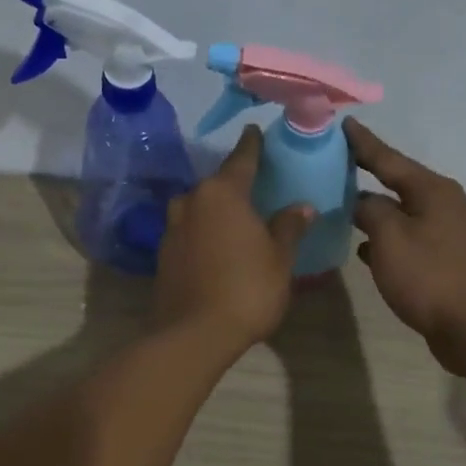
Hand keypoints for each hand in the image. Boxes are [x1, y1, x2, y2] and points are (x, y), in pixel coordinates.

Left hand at [155, 126, 314, 350]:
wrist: (194, 334)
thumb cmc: (246, 289)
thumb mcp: (279, 258)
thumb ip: (289, 227)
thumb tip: (302, 206)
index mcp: (223, 193)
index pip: (242, 158)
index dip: (253, 145)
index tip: (256, 131)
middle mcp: (192, 201)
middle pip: (217, 183)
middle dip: (235, 182)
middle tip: (256, 185)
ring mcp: (172, 228)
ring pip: (199, 207)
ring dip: (216, 209)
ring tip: (236, 218)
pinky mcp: (163, 254)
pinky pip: (189, 231)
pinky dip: (203, 232)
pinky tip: (217, 245)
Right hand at [346, 119, 465, 373]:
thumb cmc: (431, 278)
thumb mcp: (391, 238)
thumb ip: (369, 211)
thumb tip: (359, 200)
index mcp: (430, 190)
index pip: (387, 157)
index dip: (362, 142)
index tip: (340, 122)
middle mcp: (439, 204)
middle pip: (394, 181)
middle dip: (363, 172)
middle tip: (329, 161)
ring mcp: (441, 233)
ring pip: (396, 212)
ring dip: (370, 209)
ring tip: (336, 202)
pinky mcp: (438, 260)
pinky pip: (402, 239)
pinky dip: (381, 239)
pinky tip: (361, 247)